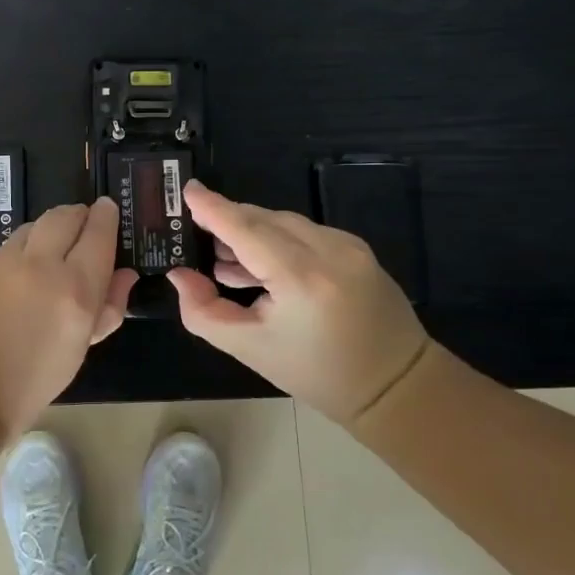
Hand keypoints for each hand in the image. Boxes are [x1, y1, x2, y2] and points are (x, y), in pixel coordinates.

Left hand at [0, 198, 137, 438]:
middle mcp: (39, 264)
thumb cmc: (28, 387)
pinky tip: (14, 277)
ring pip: (31, 228)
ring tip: (48, 251)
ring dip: (46, 232)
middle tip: (82, 224)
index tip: (107, 209)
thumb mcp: (78, 351)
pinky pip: (3, 249)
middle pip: (64, 216)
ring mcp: (0, 262)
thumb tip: (124, 275)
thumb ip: (107, 309)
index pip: (98, 234)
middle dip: (77, 215)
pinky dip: (18, 253)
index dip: (105, 217)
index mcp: (75, 289)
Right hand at [168, 181, 430, 425]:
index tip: (187, 189)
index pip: (246, 229)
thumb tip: (179, 274)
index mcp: (302, 278)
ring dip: (252, 234)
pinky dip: (277, 240)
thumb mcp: (250, 349)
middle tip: (198, 241)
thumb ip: (204, 311)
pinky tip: (263, 267)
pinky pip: (304, 232)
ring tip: (227, 263)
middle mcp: (328, 250)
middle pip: (263, 219)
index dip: (213, 207)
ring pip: (283, 223)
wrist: (396, 385)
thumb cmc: (317, 373)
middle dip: (228, 223)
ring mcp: (348, 245)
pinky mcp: (356, 248)